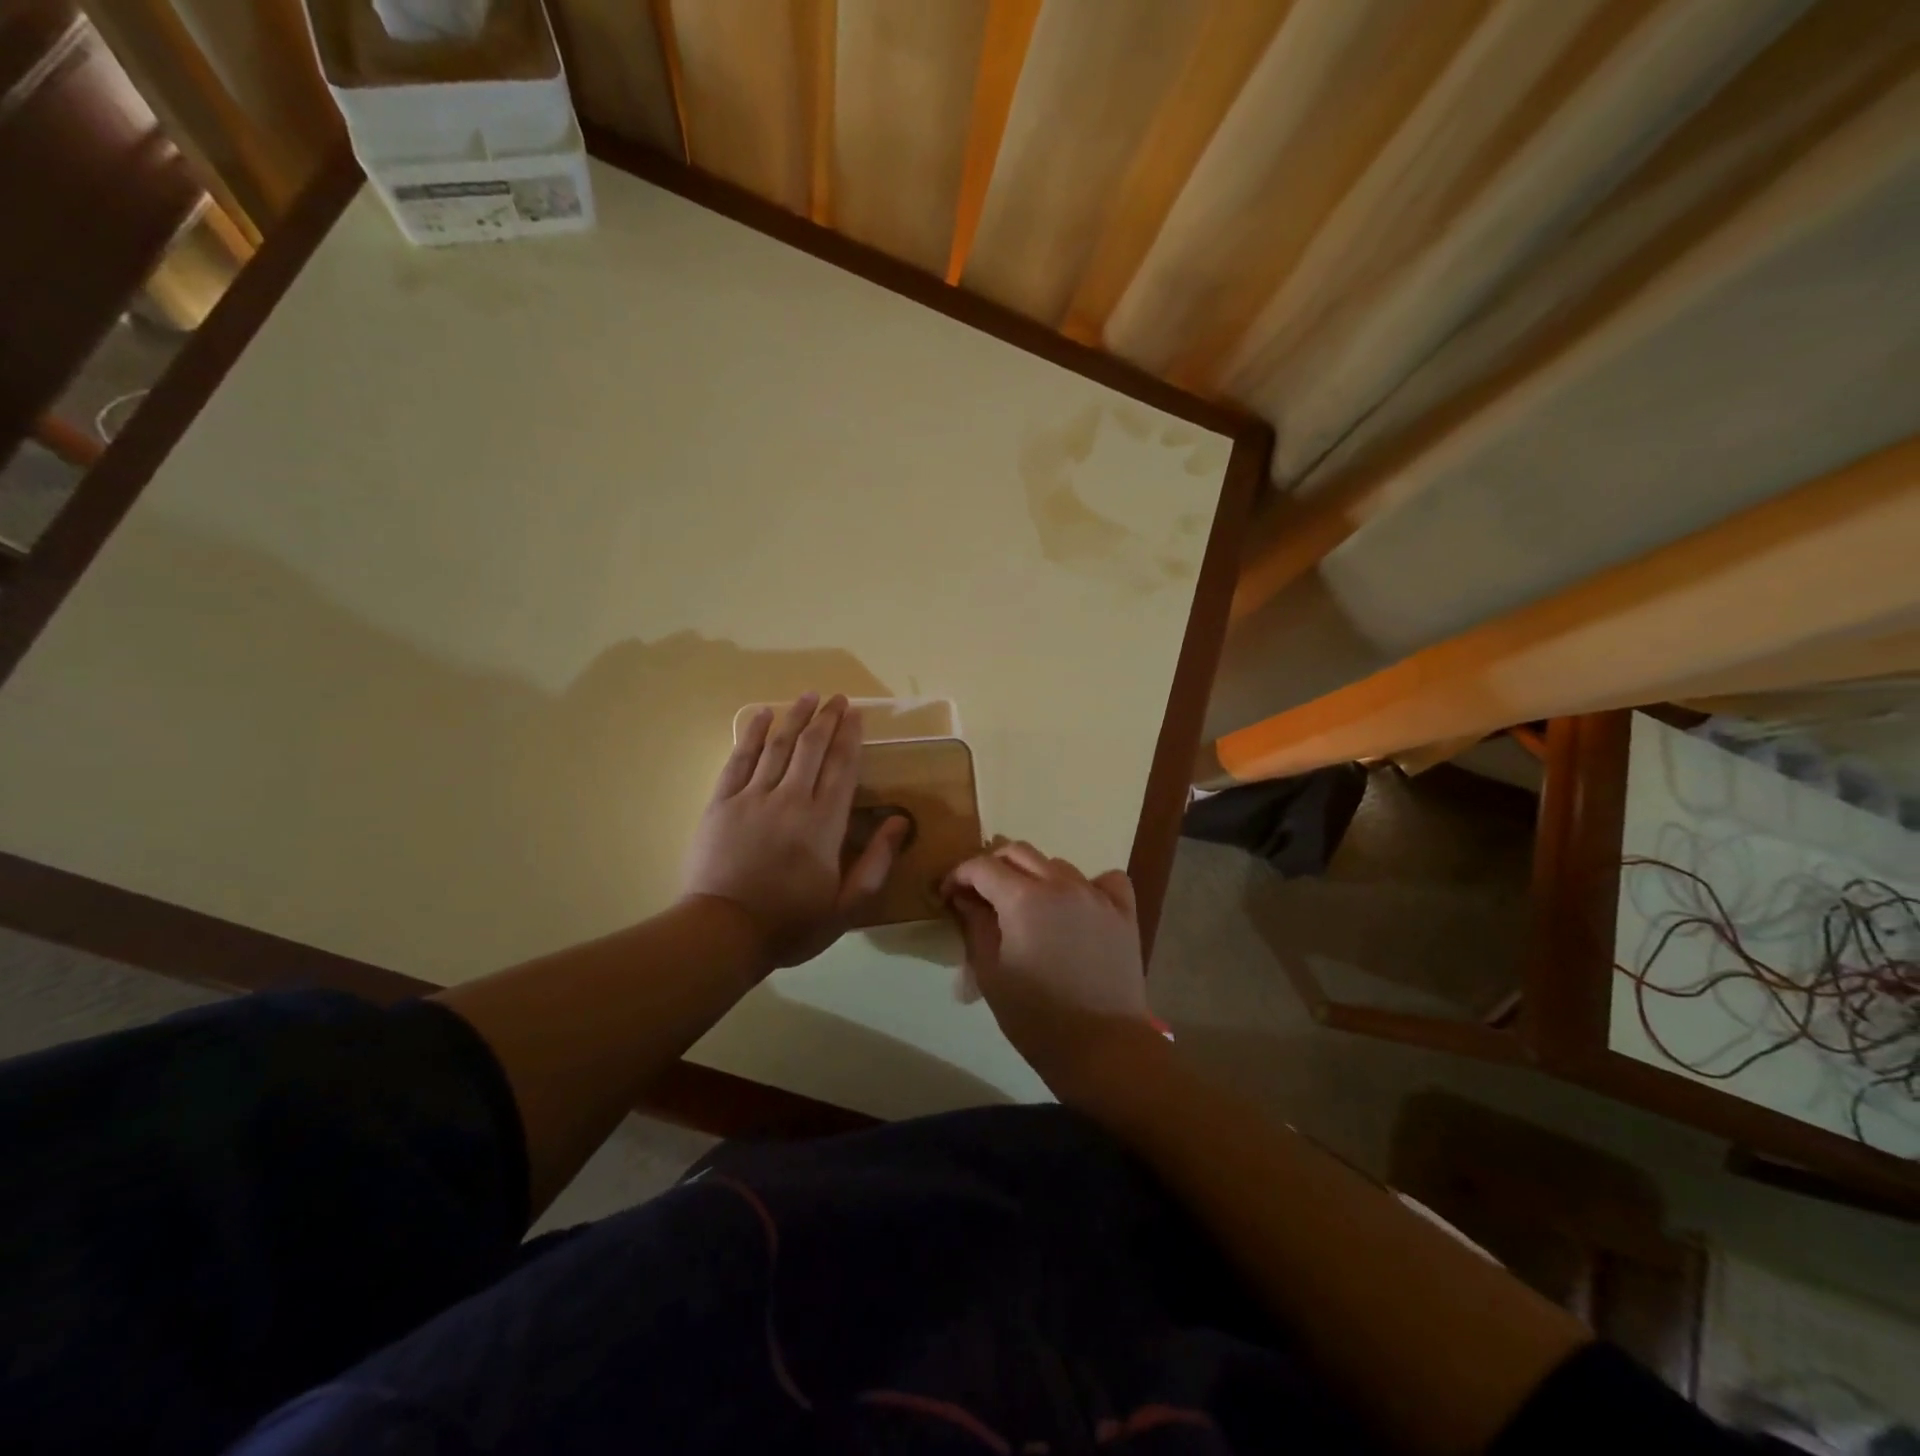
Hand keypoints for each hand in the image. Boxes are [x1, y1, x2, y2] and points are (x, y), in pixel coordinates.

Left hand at [682, 694, 909, 969]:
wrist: (722, 933)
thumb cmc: (791, 923)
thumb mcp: (847, 906)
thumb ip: (877, 862)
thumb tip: (899, 820)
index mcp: (824, 822)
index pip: (842, 767)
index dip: (850, 736)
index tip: (856, 713)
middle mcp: (791, 799)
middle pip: (811, 748)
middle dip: (826, 718)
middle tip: (837, 698)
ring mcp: (752, 798)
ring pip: (777, 746)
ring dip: (794, 717)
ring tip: (808, 695)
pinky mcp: (721, 803)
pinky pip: (739, 759)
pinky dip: (750, 733)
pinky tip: (760, 714)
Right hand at [943, 842, 1164, 1102]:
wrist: (1102, 1047)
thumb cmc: (1036, 1017)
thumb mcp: (990, 974)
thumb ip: (975, 926)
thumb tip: (966, 899)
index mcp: (1023, 898)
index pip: (983, 866)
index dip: (959, 875)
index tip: (949, 894)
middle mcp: (1061, 884)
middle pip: (1019, 852)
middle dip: (992, 866)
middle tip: (981, 894)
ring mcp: (1096, 895)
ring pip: (1057, 864)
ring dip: (1034, 875)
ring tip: (1026, 905)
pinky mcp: (1123, 912)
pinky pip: (1105, 879)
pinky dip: (1087, 884)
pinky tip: (1078, 904)